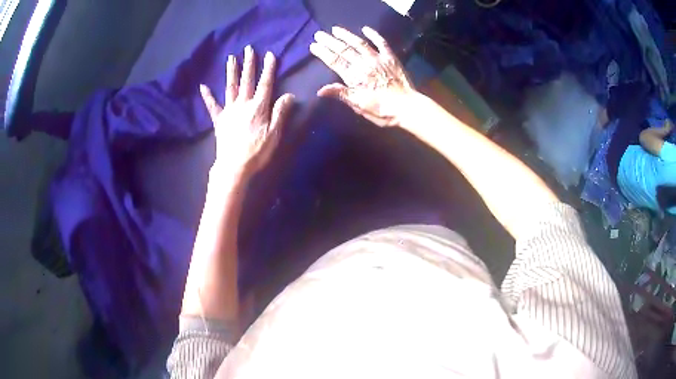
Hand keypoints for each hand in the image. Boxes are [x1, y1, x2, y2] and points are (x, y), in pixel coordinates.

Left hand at [200, 46, 293, 178]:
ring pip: (231, 87)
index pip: (265, 83)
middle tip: (249, 49)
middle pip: (247, 80)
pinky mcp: (219, 120)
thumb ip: (281, 112)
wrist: (234, 166)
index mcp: (258, 107)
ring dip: (231, 72)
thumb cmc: (257, 151)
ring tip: (231, 58)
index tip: (270, 54)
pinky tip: (203, 86)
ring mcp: (229, 111)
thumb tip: (289, 95)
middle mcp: (243, 104)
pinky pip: (212, 106)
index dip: (268, 69)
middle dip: (249, 64)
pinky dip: (207, 96)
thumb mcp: (275, 133)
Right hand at [310, 26, 414, 126]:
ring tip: (335, 29)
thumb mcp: (359, 105)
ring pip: (359, 43)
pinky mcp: (391, 58)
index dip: (323, 53)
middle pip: (344, 50)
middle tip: (319, 34)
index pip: (335, 61)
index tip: (314, 46)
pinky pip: (381, 43)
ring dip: (346, 35)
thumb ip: (341, 94)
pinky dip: (373, 35)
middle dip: (330, 41)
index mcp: (354, 77)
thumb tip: (320, 90)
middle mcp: (364, 64)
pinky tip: (365, 29)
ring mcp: (378, 59)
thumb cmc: (382, 110)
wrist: (407, 107)